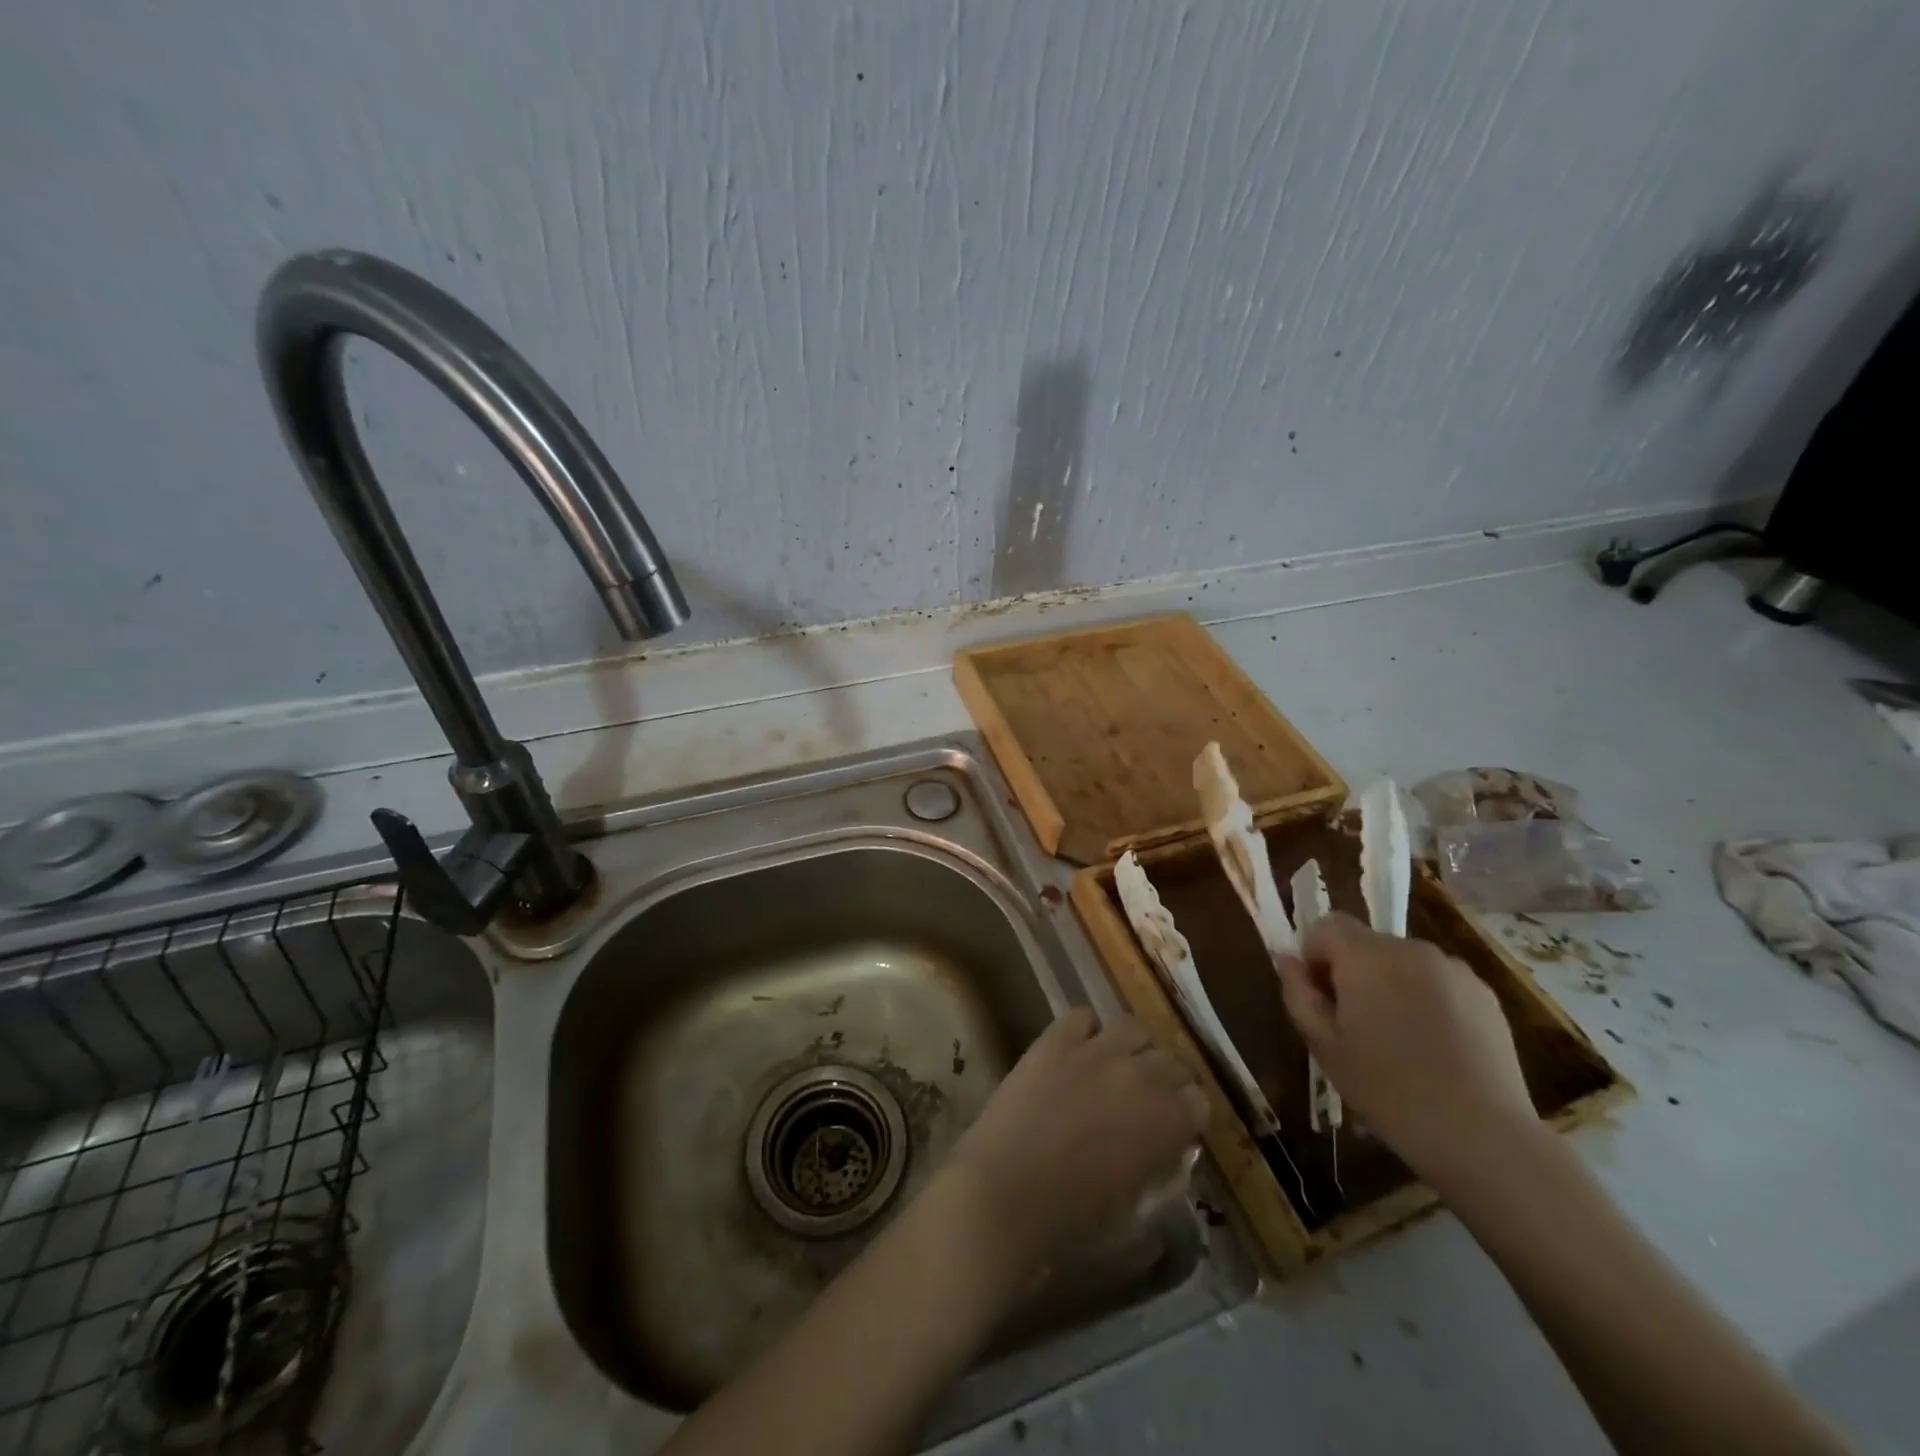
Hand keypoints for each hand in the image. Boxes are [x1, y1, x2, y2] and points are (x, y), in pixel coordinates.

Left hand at [944, 1008, 1207, 1278]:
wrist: (1004, 1195)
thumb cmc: (1073, 1224)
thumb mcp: (1138, 1224)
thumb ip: (1167, 1187)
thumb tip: (1178, 1159)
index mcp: (1167, 1122)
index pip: (1200, 1100)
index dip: (1189, 1115)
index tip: (1177, 1128)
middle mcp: (1139, 1074)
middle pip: (1172, 1058)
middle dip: (1168, 1079)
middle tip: (1149, 1099)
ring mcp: (1094, 1050)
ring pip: (1134, 1028)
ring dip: (1134, 1048)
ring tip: (1118, 1068)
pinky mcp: (1054, 1040)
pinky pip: (1082, 1017)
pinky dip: (1086, 1031)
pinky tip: (1078, 1052)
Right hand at [1275, 913, 1536, 1184]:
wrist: (1481, 1134)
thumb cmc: (1387, 1089)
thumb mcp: (1323, 1045)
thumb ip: (1298, 993)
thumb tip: (1289, 961)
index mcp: (1366, 956)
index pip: (1327, 925)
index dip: (1315, 955)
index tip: (1322, 997)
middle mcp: (1410, 949)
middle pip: (1366, 943)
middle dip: (1354, 972)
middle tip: (1357, 1025)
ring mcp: (1453, 970)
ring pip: (1403, 963)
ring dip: (1392, 985)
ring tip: (1400, 1039)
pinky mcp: (1485, 994)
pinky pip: (1439, 982)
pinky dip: (1428, 1000)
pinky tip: (1436, 1047)